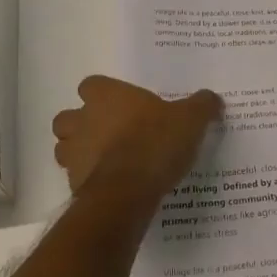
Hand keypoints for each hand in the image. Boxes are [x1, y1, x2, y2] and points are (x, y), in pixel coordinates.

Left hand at [52, 75, 221, 202]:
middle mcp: (82, 119)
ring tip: (107, 161)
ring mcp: (73, 153)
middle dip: (82, 124)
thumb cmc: (155, 142)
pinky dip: (88, 180)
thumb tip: (211, 98)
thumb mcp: (190, 120)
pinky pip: (75, 178)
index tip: (121, 104)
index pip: (90, 85)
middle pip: (68, 117)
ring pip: (65, 148)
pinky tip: (112, 186)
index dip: (103, 94)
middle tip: (109, 133)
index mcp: (106, 96)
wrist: (128, 191)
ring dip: (79, 153)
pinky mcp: (72, 184)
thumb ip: (201, 106)